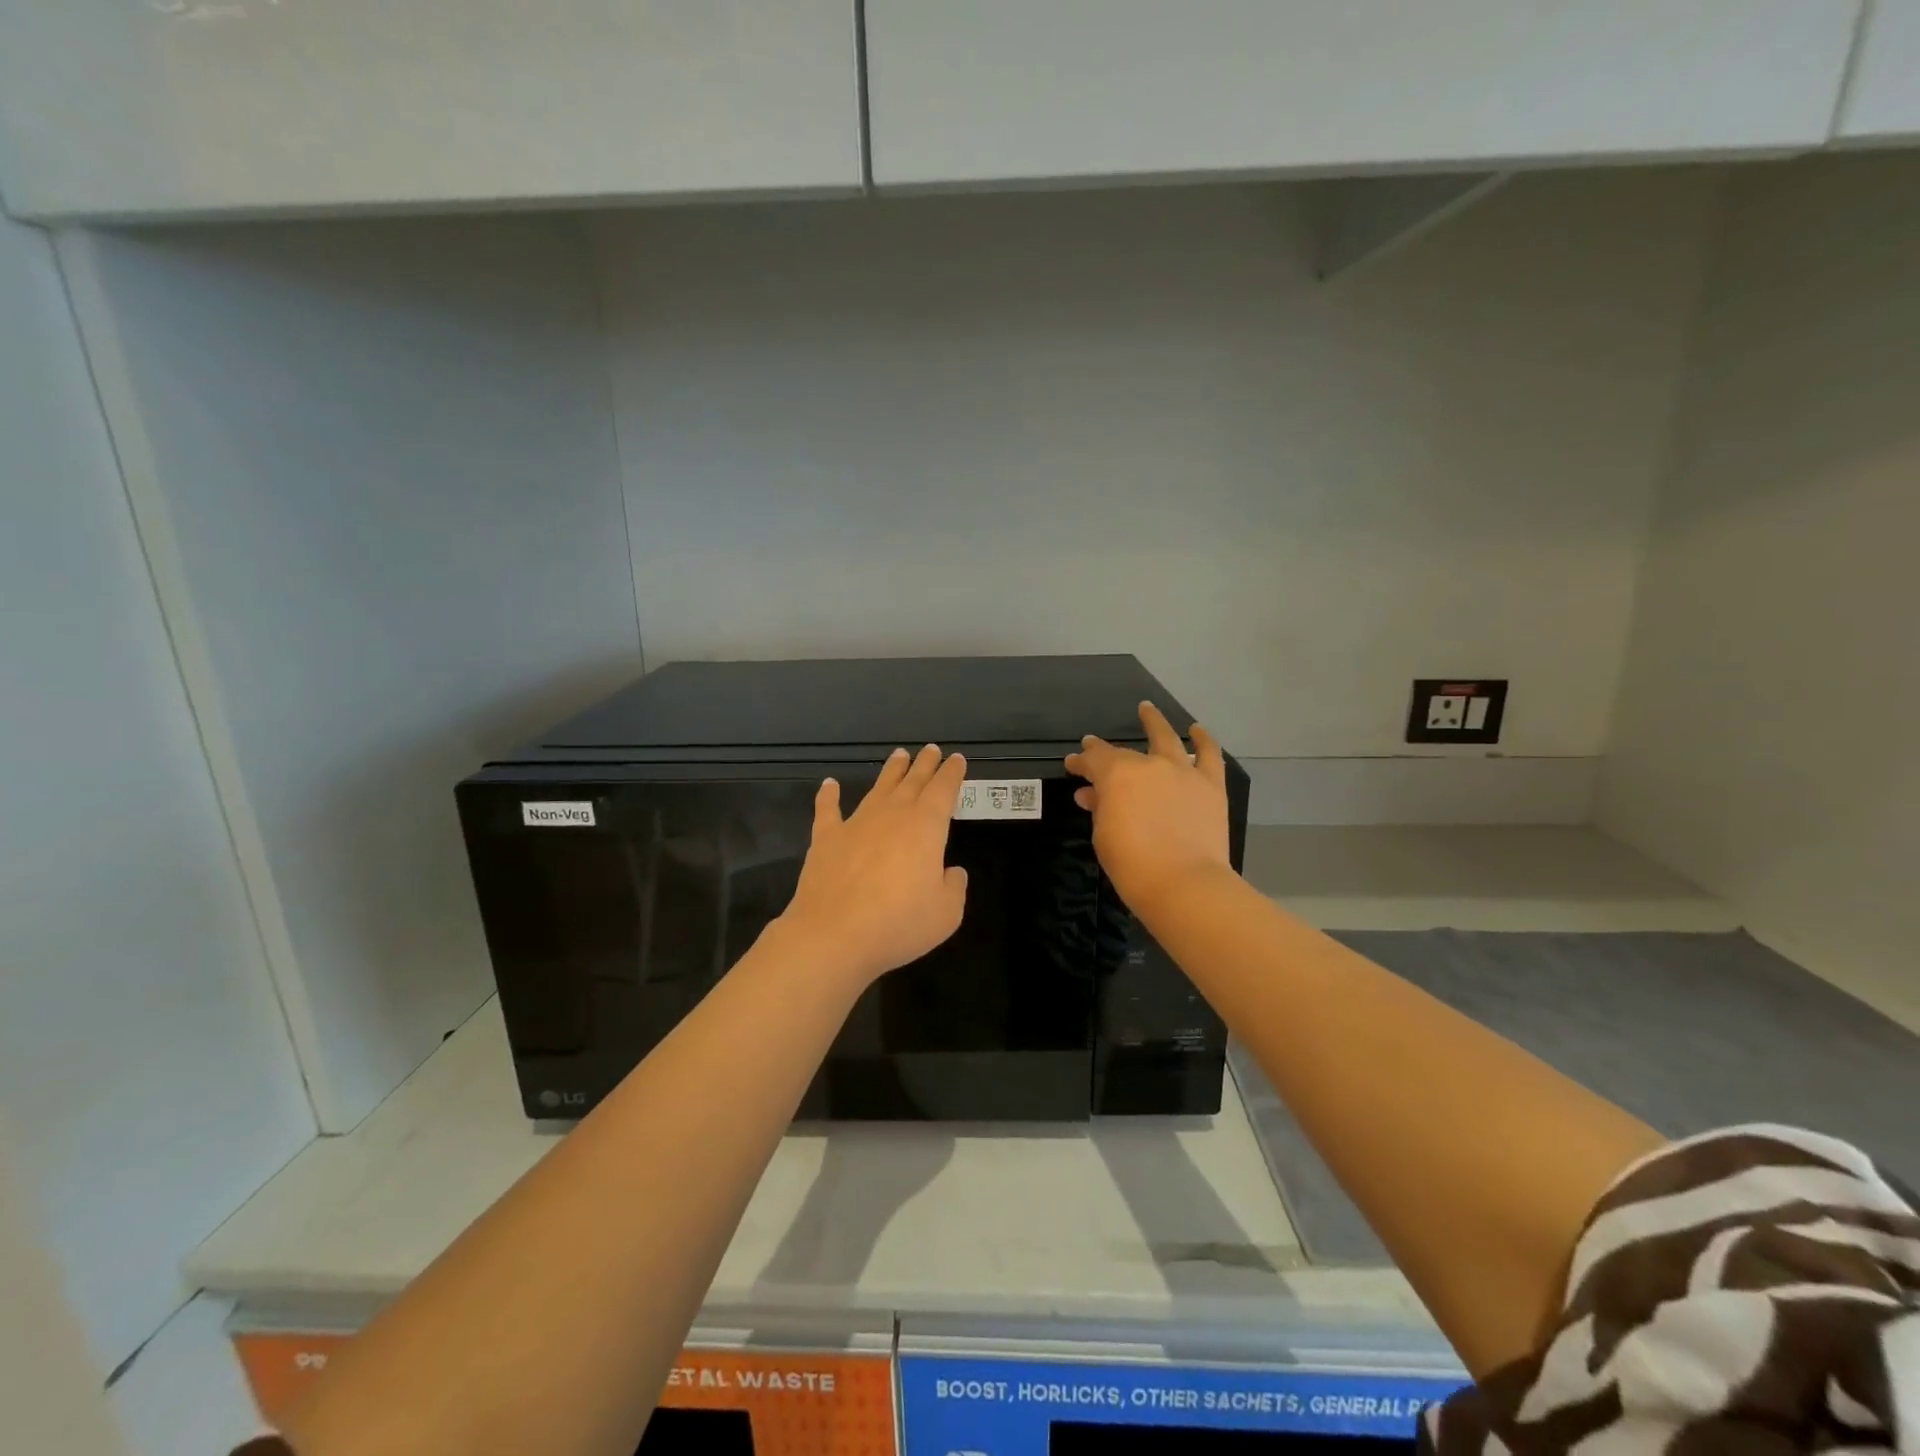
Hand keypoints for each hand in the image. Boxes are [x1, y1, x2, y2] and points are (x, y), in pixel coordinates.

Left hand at [776, 744, 969, 987]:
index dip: (952, 773)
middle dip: (924, 765)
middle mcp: (892, 815)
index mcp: (926, 827)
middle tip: (931, 750)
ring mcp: (856, 823)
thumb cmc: (899, 923)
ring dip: (890, 771)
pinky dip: (828, 796)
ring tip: (899, 756)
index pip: (944, 790)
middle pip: (912, 782)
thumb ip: (953, 887)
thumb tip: (951, 872)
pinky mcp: (826, 839)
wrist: (834, 934)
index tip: (956, 759)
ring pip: (878, 788)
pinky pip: (828, 810)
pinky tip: (829, 784)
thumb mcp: (946, 913)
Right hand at [1064, 702, 1233, 918]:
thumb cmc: (1133, 865)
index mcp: (1117, 775)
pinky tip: (1196, 730)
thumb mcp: (1103, 836)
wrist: (1185, 884)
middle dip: (1105, 751)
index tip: (1072, 766)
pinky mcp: (1210, 786)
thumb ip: (1099, 809)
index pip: (1093, 760)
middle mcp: (1150, 765)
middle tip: (1095, 748)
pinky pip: (1209, 755)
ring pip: (1167, 738)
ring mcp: (1183, 772)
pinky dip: (1203, 740)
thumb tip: (1092, 794)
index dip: (1080, 762)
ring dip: (1155, 722)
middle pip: (1124, 752)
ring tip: (1148, 710)